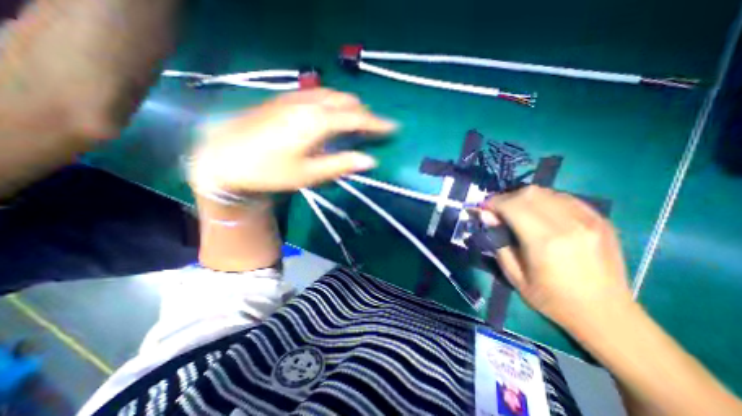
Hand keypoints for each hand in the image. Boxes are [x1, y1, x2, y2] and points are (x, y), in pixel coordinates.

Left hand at [188, 88, 396, 194]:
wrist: (224, 159)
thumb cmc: (270, 172)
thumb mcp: (309, 174)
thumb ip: (342, 164)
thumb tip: (370, 160)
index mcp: (317, 122)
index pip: (357, 118)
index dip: (377, 123)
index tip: (393, 128)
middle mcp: (308, 103)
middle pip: (346, 101)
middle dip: (363, 113)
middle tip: (372, 130)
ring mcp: (294, 98)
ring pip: (331, 94)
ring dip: (348, 106)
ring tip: (354, 122)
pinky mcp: (283, 99)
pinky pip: (316, 94)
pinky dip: (331, 102)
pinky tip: (329, 114)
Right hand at [481, 187, 631, 325]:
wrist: (606, 314)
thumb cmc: (552, 298)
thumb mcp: (514, 275)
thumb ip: (498, 242)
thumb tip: (486, 216)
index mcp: (545, 241)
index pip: (512, 205)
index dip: (493, 203)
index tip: (484, 209)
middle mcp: (568, 224)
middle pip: (529, 193)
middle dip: (506, 198)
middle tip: (498, 211)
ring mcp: (588, 220)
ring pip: (546, 192)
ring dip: (524, 198)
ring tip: (517, 212)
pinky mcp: (600, 219)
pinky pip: (564, 197)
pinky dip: (544, 200)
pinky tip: (540, 214)